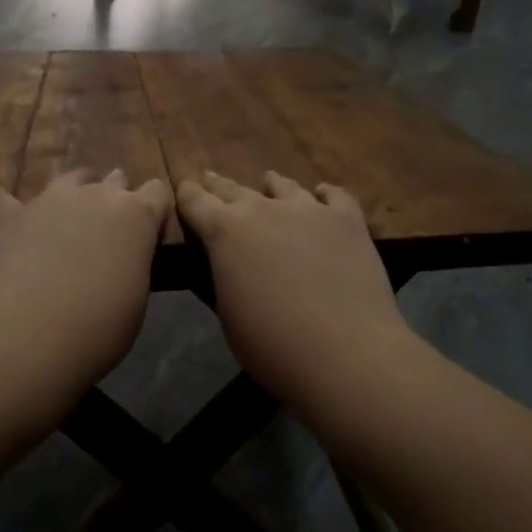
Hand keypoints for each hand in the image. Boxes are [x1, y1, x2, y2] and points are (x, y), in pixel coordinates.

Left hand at [0, 169, 171, 377]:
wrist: (35, 330)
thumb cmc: (101, 325)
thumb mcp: (136, 296)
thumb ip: (131, 264)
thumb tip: (119, 263)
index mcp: (137, 216)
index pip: (156, 192)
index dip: (153, 208)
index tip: (147, 229)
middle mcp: (97, 195)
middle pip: (114, 179)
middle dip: (113, 196)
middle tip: (106, 229)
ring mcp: (51, 199)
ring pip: (68, 177)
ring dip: (71, 192)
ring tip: (65, 216)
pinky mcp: (11, 215)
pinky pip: (2, 199)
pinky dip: (4, 206)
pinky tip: (0, 213)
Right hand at [176, 171, 408, 395]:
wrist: (345, 352)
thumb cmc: (272, 345)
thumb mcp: (227, 312)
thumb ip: (224, 274)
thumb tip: (230, 261)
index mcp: (224, 231)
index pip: (195, 201)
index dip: (187, 194)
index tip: (184, 188)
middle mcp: (263, 209)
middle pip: (234, 189)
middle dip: (220, 186)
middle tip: (211, 179)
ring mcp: (309, 209)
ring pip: (284, 187)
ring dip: (271, 186)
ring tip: (269, 181)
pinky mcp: (347, 219)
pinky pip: (334, 196)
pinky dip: (324, 195)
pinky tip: (322, 195)